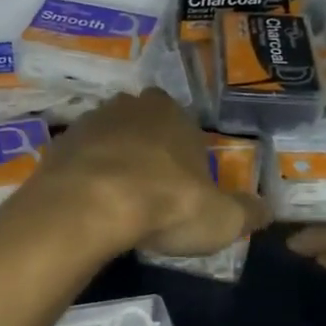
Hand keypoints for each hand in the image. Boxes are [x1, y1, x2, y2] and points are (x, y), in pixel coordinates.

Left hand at [23, 90, 270, 257]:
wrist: (89, 205)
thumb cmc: (165, 202)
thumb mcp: (221, 217)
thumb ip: (247, 212)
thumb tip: (268, 211)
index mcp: (171, 113)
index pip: (181, 120)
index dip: (182, 148)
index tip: (183, 179)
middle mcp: (128, 107)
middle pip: (140, 123)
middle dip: (145, 148)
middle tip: (150, 187)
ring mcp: (87, 123)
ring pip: (105, 138)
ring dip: (111, 160)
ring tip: (117, 200)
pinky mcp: (56, 146)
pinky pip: (76, 160)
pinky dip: (83, 177)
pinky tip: (88, 204)